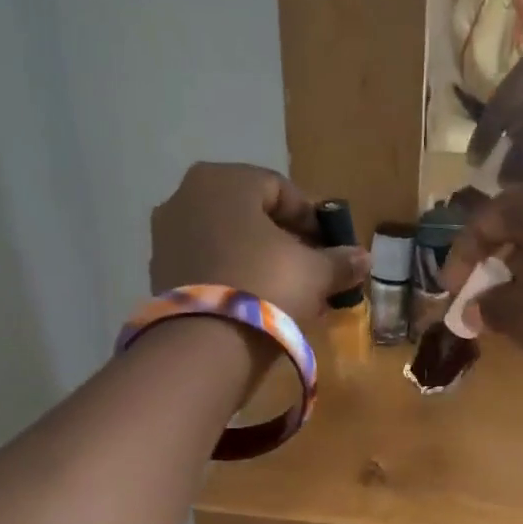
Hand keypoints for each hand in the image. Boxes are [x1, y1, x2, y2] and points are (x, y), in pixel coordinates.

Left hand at [150, 163, 367, 319]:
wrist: (205, 344)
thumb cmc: (266, 286)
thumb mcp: (315, 272)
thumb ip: (340, 261)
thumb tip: (364, 258)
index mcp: (225, 180)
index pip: (280, 189)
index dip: (311, 218)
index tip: (330, 244)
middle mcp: (187, 196)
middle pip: (250, 214)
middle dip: (283, 240)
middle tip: (310, 267)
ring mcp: (166, 234)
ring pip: (226, 240)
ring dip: (257, 259)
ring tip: (286, 290)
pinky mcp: (158, 272)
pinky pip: (206, 264)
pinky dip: (231, 275)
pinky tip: (255, 302)